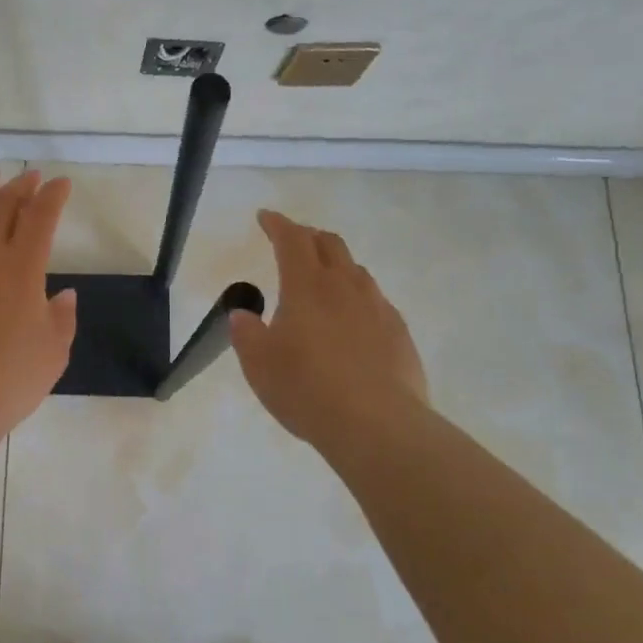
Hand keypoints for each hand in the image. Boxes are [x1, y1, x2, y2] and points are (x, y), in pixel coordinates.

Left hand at [0, 165, 78, 435]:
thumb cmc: (8, 379)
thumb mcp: (53, 352)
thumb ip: (61, 318)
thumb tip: (63, 294)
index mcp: (21, 267)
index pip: (40, 216)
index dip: (53, 195)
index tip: (60, 183)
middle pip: (0, 205)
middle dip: (19, 186)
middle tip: (28, 177)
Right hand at [230, 209, 429, 443]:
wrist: (377, 426)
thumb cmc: (306, 388)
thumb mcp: (258, 363)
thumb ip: (246, 333)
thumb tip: (244, 315)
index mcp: (306, 286)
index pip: (292, 239)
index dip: (277, 224)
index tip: (265, 217)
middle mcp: (345, 287)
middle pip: (329, 244)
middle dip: (308, 236)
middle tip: (292, 242)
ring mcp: (377, 308)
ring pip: (356, 270)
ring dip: (335, 264)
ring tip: (321, 279)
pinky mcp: (399, 333)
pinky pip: (375, 301)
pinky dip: (356, 297)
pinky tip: (351, 320)